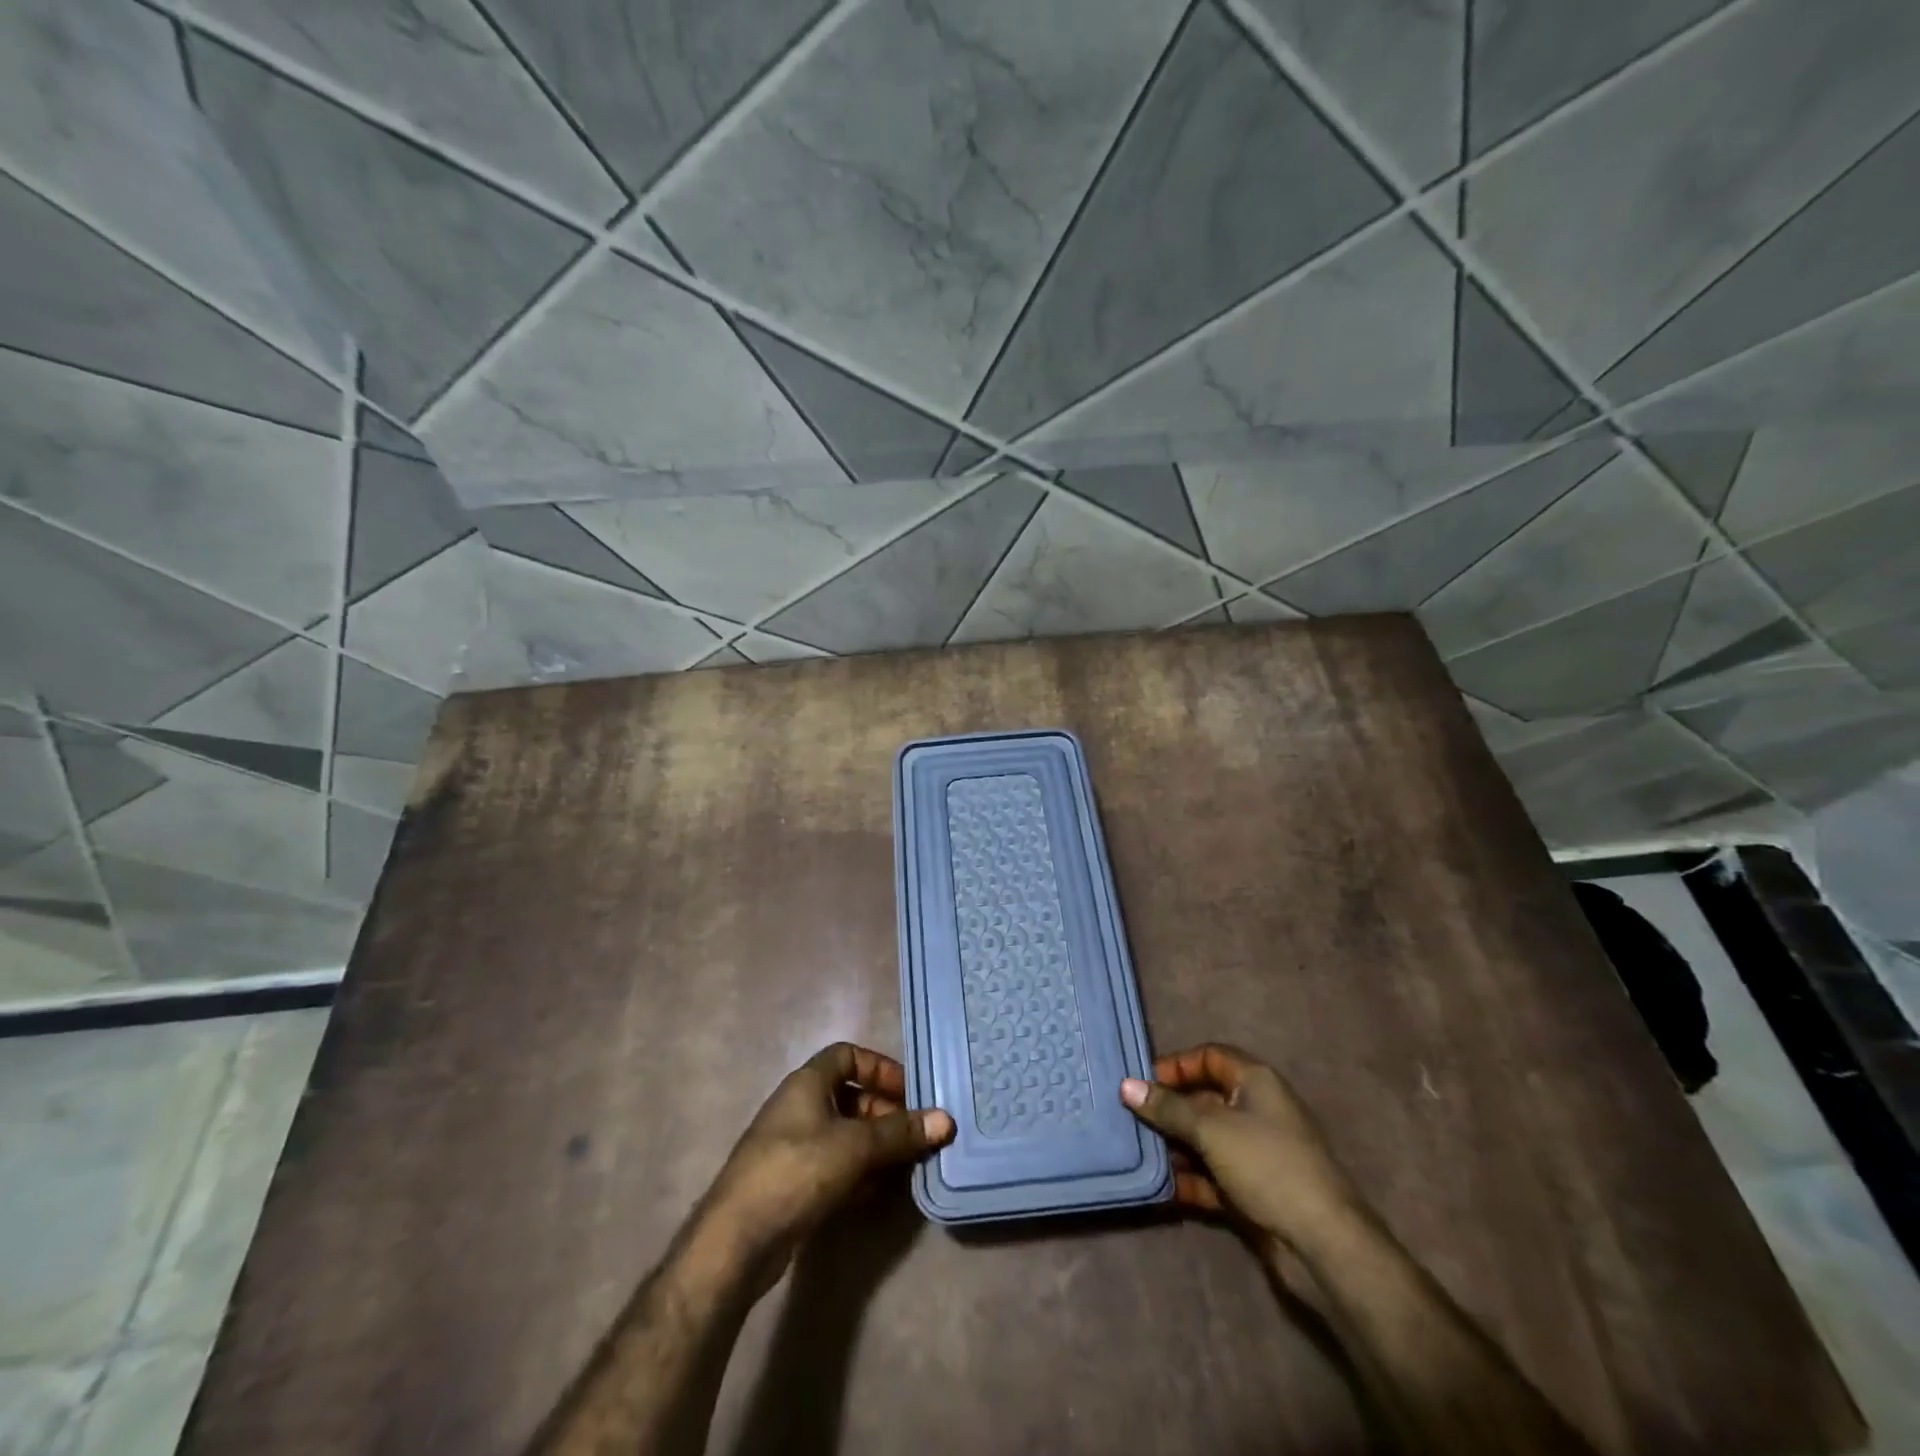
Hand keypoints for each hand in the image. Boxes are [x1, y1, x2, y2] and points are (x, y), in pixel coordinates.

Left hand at [702, 1043, 953, 1283]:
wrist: (737, 1240)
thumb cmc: (797, 1171)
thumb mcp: (855, 1147)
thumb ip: (900, 1132)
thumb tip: (945, 1120)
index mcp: (807, 1083)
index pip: (848, 1055)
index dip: (879, 1068)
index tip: (909, 1092)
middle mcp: (799, 1107)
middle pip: (849, 1096)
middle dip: (884, 1113)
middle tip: (914, 1135)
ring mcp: (793, 1146)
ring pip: (844, 1134)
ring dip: (875, 1146)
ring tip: (905, 1165)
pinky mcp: (792, 1183)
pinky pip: (834, 1165)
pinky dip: (858, 1172)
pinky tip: (878, 1192)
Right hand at [1120, 1043, 1360, 1251]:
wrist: (1323, 1244)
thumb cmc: (1267, 1165)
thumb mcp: (1211, 1129)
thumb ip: (1168, 1108)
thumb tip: (1126, 1085)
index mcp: (1256, 1082)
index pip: (1209, 1057)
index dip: (1176, 1065)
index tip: (1141, 1082)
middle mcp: (1257, 1110)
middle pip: (1204, 1098)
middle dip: (1169, 1108)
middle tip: (1129, 1118)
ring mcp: (1255, 1152)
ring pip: (1205, 1139)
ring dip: (1174, 1146)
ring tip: (1137, 1151)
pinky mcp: (1252, 1189)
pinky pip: (1212, 1175)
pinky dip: (1189, 1179)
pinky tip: (1160, 1186)